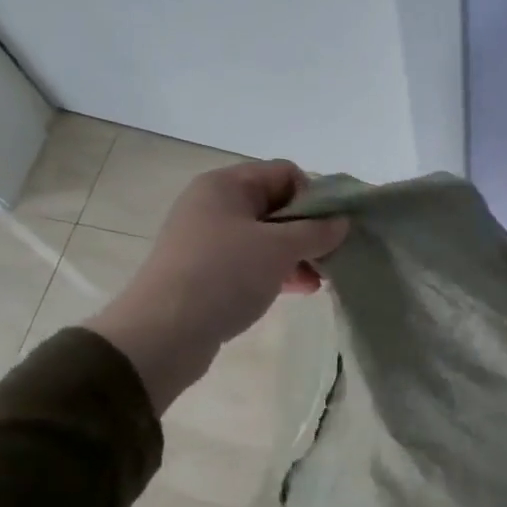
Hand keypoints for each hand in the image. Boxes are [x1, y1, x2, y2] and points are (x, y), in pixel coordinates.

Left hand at [85, 159, 346, 410]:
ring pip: (267, 238)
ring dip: (297, 254)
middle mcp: (215, 205)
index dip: (313, 197)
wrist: (164, 332)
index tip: (329, 230)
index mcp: (226, 185)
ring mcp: (209, 241)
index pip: (284, 174)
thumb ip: (316, 232)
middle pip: (277, 206)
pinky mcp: (208, 273)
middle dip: (309, 230)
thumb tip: (342, 222)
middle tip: (331, 257)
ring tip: (320, 280)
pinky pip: (252, 262)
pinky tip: (300, 290)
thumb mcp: (278, 248)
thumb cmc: (224, 276)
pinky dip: (278, 272)